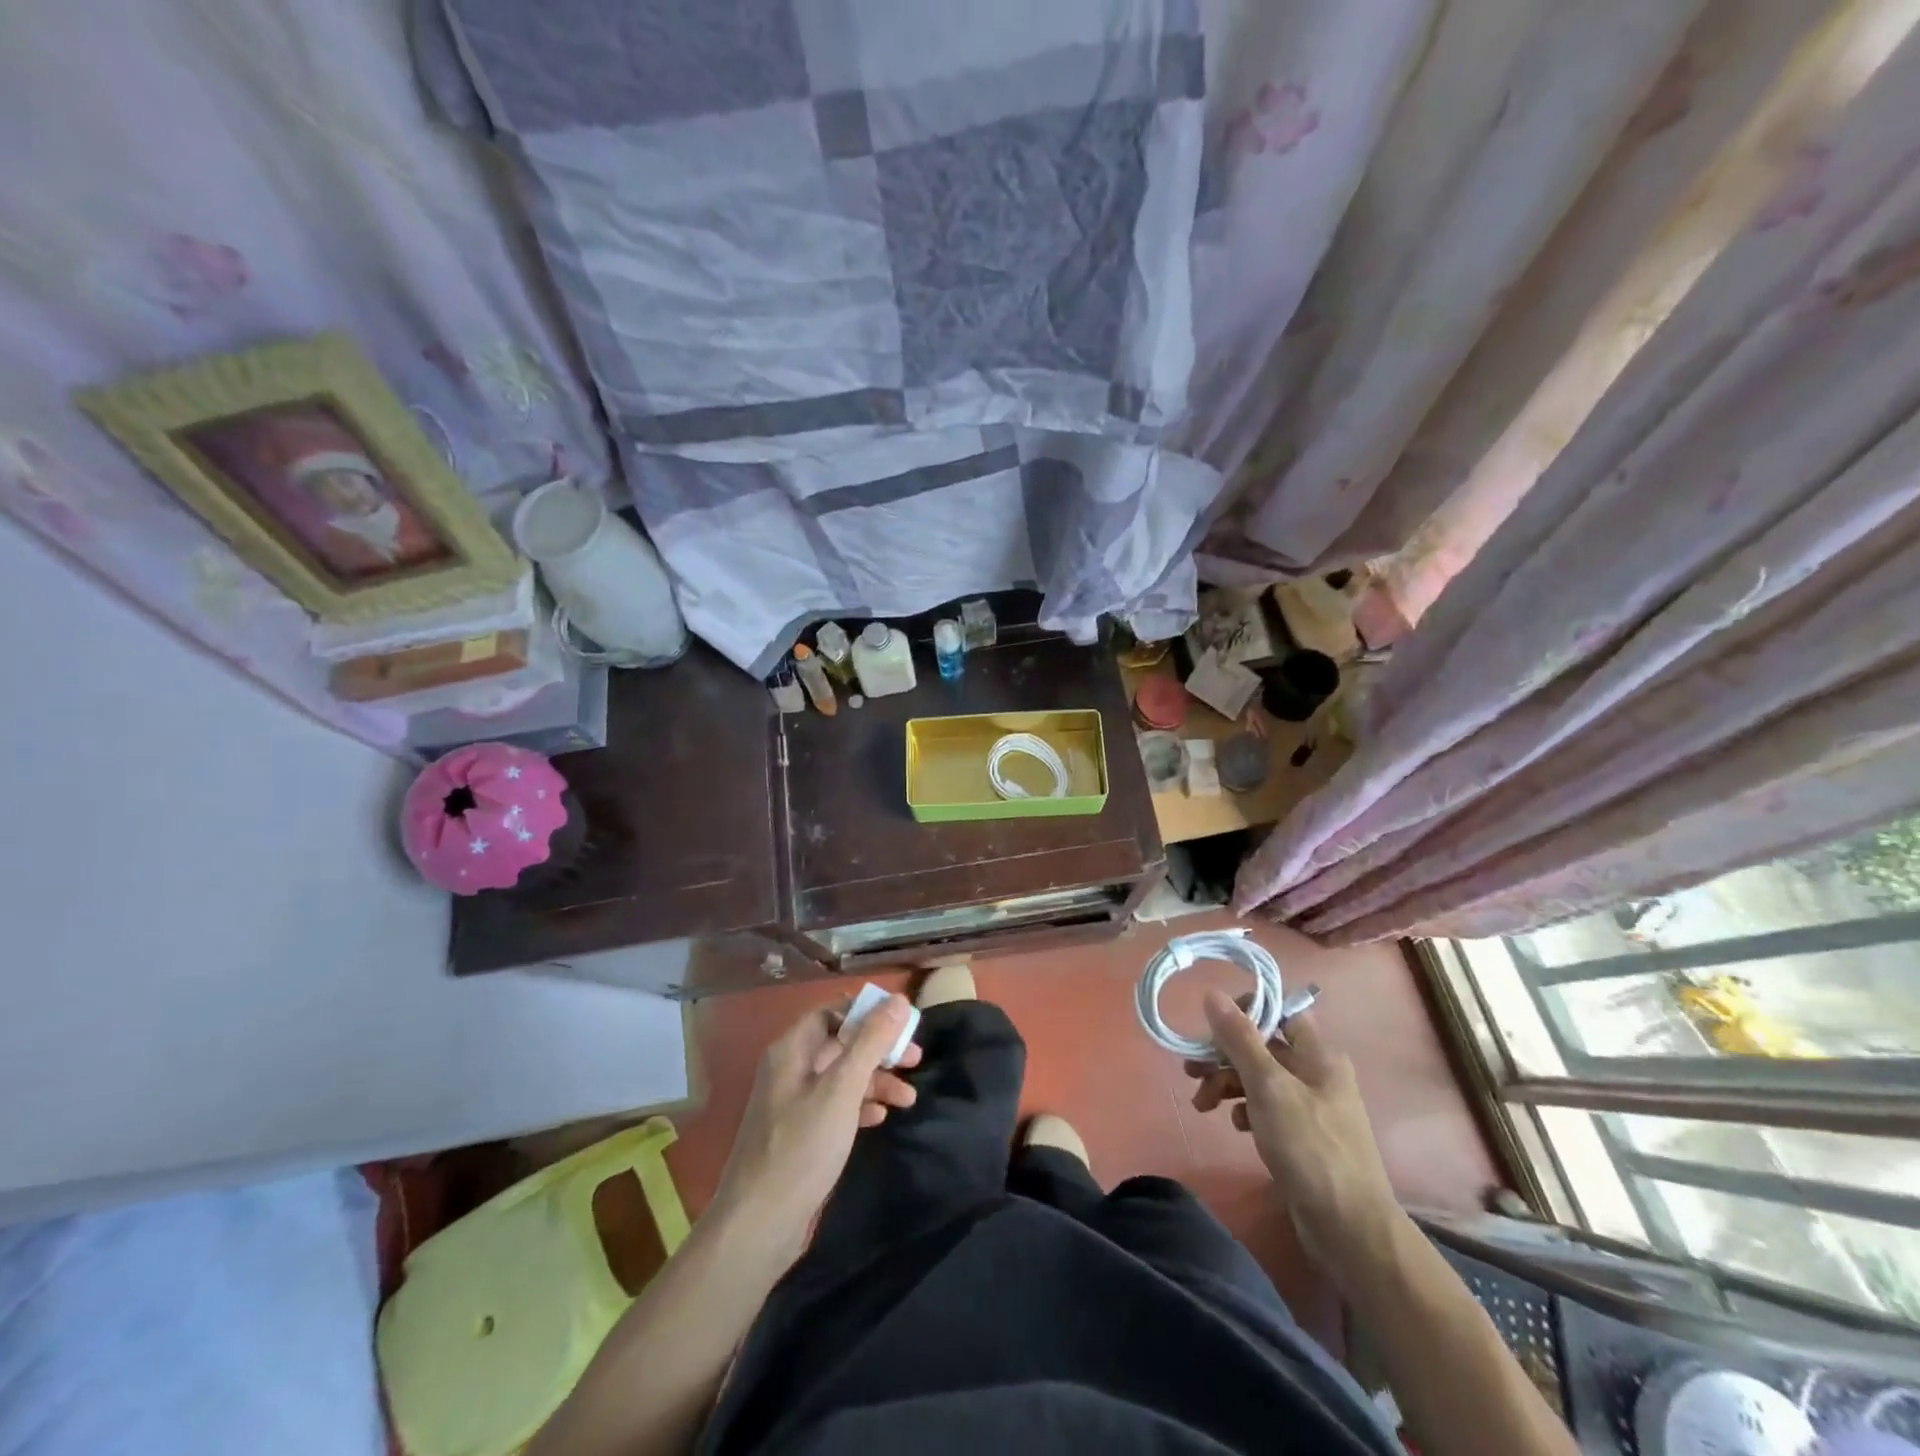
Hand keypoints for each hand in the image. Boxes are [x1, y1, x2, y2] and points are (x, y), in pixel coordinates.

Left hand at [711, 993, 921, 1256]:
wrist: (759, 1225)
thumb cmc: (802, 1147)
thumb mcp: (842, 1089)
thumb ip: (871, 1042)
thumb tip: (898, 1000)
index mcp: (791, 1050)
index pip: (831, 1012)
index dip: (865, 1013)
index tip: (902, 1023)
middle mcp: (789, 1070)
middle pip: (840, 1044)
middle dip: (878, 1050)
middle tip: (915, 1061)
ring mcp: (793, 1104)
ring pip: (841, 1078)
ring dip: (875, 1081)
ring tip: (908, 1099)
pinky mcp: (800, 1135)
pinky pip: (835, 1106)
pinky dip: (859, 1106)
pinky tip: (880, 1118)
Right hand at [1187, 990, 1402, 1281]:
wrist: (1349, 1228)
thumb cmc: (1309, 1147)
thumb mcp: (1268, 1087)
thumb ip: (1239, 1039)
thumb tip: (1213, 993)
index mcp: (1317, 1054)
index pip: (1277, 1012)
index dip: (1244, 1013)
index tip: (1211, 1029)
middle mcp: (1317, 1073)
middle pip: (1262, 1046)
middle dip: (1224, 1055)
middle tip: (1191, 1071)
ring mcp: (1311, 1105)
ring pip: (1259, 1077)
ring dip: (1227, 1084)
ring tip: (1202, 1104)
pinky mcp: (1303, 1134)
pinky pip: (1266, 1106)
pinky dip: (1245, 1109)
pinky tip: (1236, 1126)